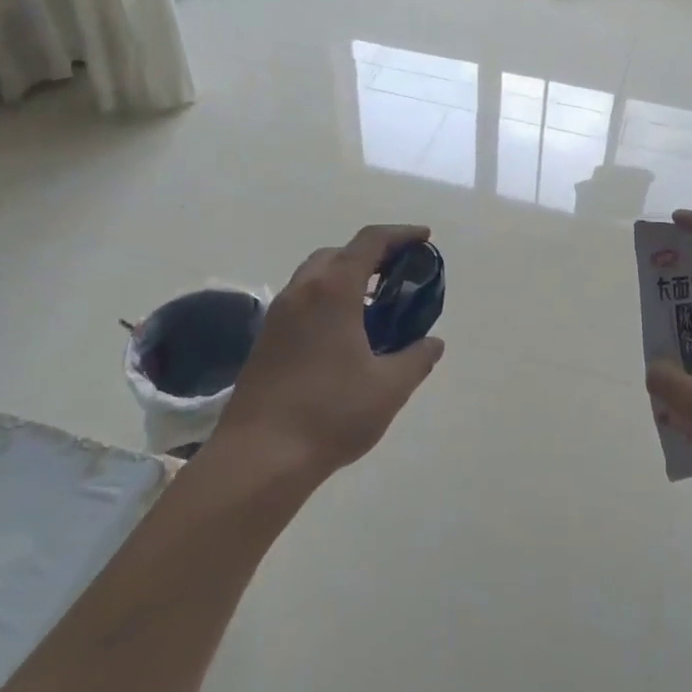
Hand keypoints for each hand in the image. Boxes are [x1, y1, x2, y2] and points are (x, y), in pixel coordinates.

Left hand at [209, 224, 445, 485]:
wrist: (258, 458)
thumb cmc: (330, 414)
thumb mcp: (389, 388)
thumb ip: (416, 359)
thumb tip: (433, 343)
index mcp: (333, 291)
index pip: (370, 242)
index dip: (400, 234)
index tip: (424, 238)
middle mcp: (302, 292)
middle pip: (338, 252)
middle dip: (371, 255)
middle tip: (399, 274)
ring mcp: (278, 316)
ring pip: (315, 276)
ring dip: (346, 277)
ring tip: (375, 306)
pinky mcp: (265, 340)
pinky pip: (302, 301)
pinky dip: (327, 299)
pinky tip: (344, 334)